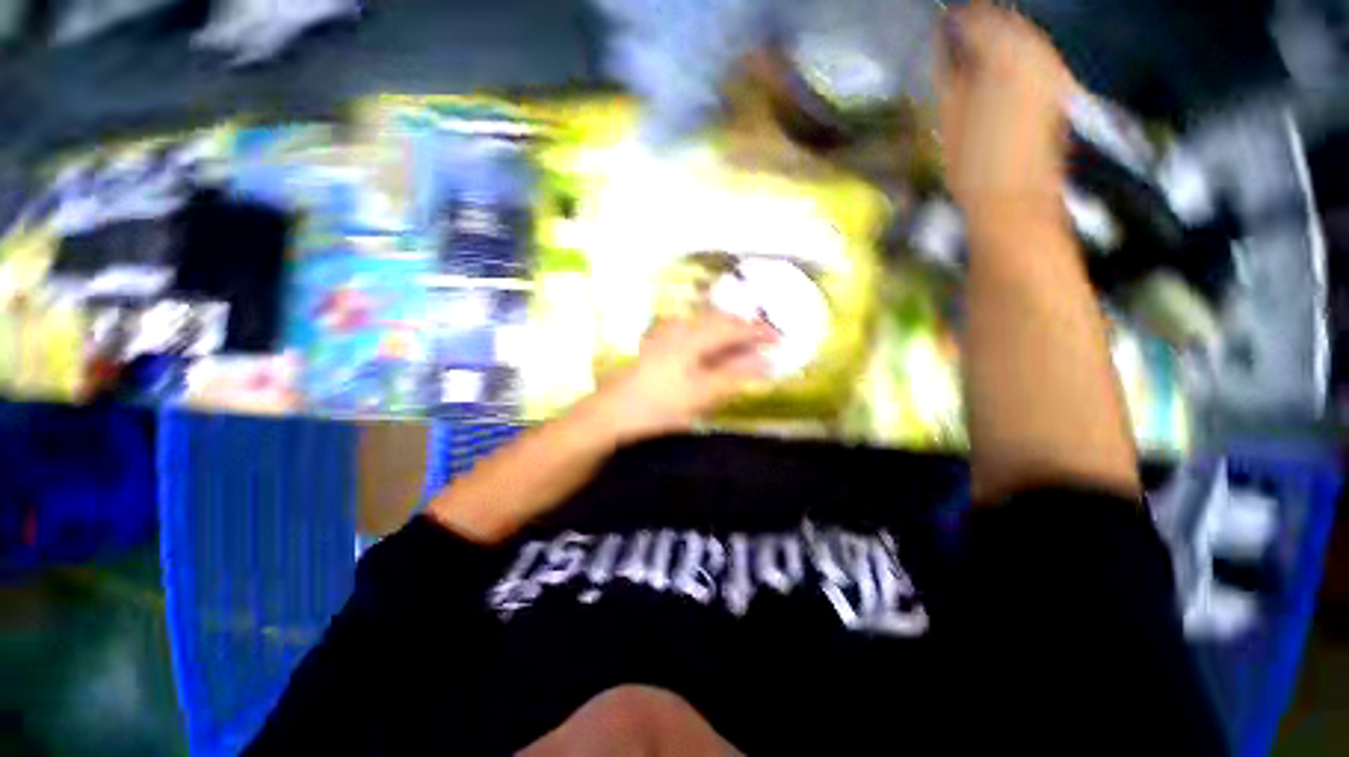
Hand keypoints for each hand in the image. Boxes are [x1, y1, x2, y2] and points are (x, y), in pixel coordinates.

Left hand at [585, 311, 778, 442]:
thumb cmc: (658, 405)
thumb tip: (768, 364)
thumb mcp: (702, 394)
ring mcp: (665, 335)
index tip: (780, 338)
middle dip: (743, 328)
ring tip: (740, 343)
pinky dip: (707, 337)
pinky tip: (707, 349)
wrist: (611, 413)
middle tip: (762, 340)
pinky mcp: (656, 345)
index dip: (759, 331)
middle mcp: (680, 328)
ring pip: (704, 324)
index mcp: (694, 336)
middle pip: (719, 320)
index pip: (735, 327)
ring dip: (725, 331)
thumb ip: (736, 377)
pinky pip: (691, 332)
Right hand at [937, 4, 1076, 224]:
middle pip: (1006, 21)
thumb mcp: (948, 118)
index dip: (957, 20)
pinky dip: (1015, 56)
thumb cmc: (972, 165)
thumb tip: (946, 45)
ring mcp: (1051, 69)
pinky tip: (999, 73)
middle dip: (981, 26)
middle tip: (957, 39)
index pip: (977, 18)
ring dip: (999, 40)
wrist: (1014, 198)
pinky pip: (1035, 56)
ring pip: (1023, 37)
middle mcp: (1033, 53)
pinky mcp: (1058, 88)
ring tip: (975, 57)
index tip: (941, 27)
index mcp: (1001, 57)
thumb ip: (948, 73)